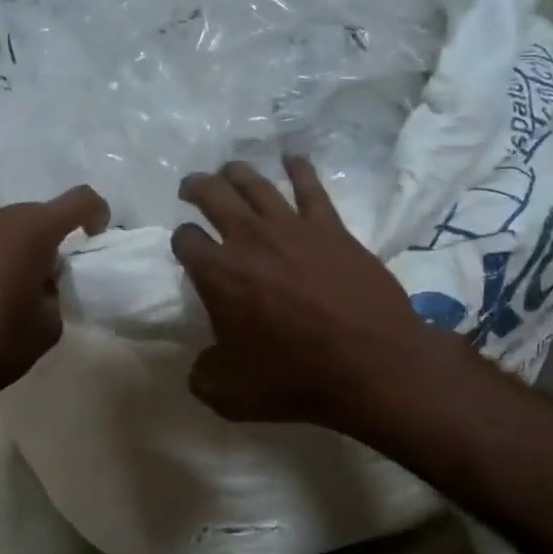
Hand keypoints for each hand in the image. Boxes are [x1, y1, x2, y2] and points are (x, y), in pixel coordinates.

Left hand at [0, 186, 109, 426]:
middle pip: (31, 214)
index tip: (96, 234)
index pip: (77, 201)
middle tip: (47, 273)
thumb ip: (52, 288)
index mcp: (28, 233)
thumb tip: (38, 278)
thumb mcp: (48, 324)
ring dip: (9, 247)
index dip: (95, 212)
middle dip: (47, 236)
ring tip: (5, 286)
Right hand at [171, 157, 431, 429]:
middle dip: (196, 187)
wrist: (370, 363)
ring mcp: (292, 227)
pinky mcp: (331, 227)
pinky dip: (298, 168)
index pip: (186, 239)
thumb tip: (201, 364)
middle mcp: (248, 239)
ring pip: (256, 183)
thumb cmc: (295, 377)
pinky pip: (310, 186)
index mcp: (217, 274)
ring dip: (237, 172)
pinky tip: (292, 159)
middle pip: (213, 195)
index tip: (187, 248)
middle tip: (192, 187)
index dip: (182, 241)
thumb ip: (203, 375)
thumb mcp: (230, 394)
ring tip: (229, 170)